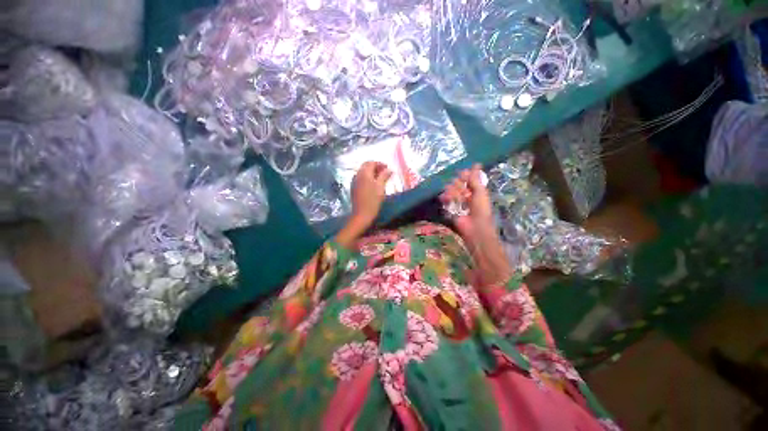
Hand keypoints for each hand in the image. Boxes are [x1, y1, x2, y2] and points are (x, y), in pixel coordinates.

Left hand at [351, 161, 391, 225]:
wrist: (362, 214)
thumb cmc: (373, 200)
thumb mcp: (381, 187)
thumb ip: (384, 176)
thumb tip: (389, 169)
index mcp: (364, 173)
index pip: (371, 163)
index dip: (380, 164)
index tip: (387, 168)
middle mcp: (357, 175)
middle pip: (366, 166)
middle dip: (375, 167)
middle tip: (384, 172)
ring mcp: (354, 182)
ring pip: (363, 172)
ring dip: (371, 172)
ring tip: (380, 178)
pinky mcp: (354, 188)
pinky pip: (360, 178)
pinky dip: (367, 178)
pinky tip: (372, 184)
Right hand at [441, 164, 510, 286]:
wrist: (474, 230)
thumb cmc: (481, 211)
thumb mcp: (480, 193)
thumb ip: (476, 179)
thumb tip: (476, 164)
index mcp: (477, 192)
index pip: (470, 180)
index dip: (465, 176)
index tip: (461, 174)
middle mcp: (468, 197)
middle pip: (460, 185)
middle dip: (457, 185)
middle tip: (456, 187)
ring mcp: (459, 204)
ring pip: (452, 192)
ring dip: (451, 192)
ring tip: (450, 195)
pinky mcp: (452, 210)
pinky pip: (447, 201)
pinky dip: (445, 199)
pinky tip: (444, 198)